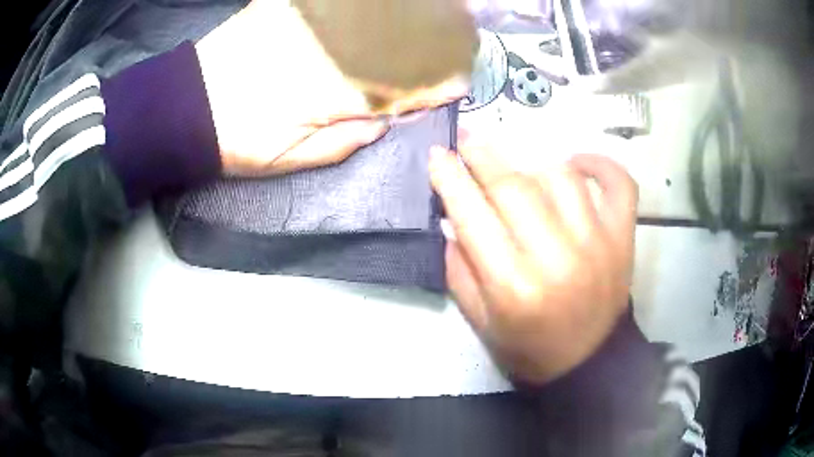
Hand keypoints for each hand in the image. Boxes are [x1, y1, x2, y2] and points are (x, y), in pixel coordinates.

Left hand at [195, 0, 470, 175]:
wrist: (184, 109)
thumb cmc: (233, 142)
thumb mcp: (290, 160)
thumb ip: (343, 141)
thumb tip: (384, 122)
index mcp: (329, 95)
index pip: (398, 87)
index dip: (432, 85)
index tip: (457, 84)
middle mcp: (325, 53)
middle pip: (394, 44)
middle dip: (434, 43)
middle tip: (462, 40)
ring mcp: (304, 27)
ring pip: (371, 17)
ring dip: (409, 16)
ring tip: (441, 15)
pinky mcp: (281, 10)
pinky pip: (331, 3)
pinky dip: (363, 3)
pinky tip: (387, 5)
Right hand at [430, 133, 637, 384]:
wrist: (589, 362)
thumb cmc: (530, 348)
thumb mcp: (481, 322)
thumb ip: (459, 269)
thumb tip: (449, 217)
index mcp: (512, 286)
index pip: (472, 214)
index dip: (450, 178)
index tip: (438, 152)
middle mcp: (555, 257)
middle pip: (514, 186)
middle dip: (483, 155)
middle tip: (467, 138)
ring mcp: (597, 242)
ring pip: (561, 176)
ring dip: (532, 163)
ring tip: (519, 169)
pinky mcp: (623, 238)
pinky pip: (619, 184)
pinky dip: (600, 164)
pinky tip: (578, 163)